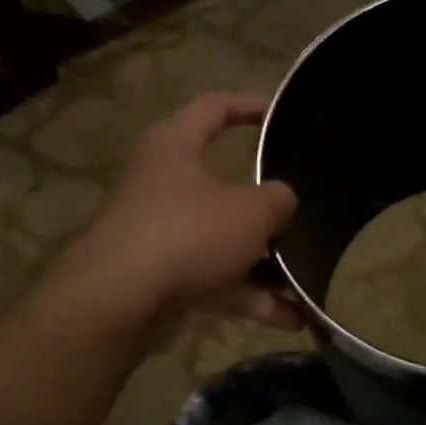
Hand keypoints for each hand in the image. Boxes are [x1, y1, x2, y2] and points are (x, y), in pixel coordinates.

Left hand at [35, 93, 302, 341]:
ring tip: (307, 281)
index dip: (248, 106)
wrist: (119, 303)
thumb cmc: (188, 233)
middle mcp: (162, 185)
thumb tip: (281, 203)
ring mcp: (161, 234)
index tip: (277, 115)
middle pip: (223, 186)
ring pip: (223, 241)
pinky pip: (216, 280)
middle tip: (298, 215)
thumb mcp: (251, 211)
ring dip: (265, 263)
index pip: (212, 108)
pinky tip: (293, 318)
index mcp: (174, 147)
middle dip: (265, 209)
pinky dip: (250, 296)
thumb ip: (278, 200)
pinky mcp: (162, 277)